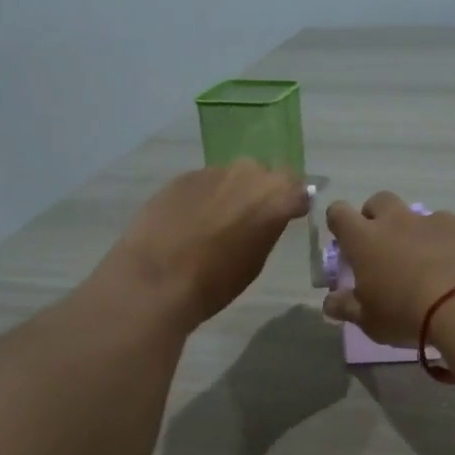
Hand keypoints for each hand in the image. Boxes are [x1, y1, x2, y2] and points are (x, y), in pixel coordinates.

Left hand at [95, 160, 310, 328]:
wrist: (157, 278)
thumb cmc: (216, 281)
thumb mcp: (255, 261)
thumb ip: (266, 230)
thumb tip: (263, 220)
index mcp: (274, 197)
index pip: (297, 188)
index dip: (292, 202)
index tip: (287, 216)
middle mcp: (247, 174)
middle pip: (263, 175)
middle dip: (260, 193)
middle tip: (249, 220)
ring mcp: (212, 172)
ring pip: (230, 178)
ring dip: (229, 194)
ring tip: (214, 223)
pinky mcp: (181, 177)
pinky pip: (203, 184)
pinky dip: (202, 198)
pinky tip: (188, 223)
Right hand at [322, 192, 454, 346]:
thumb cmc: (407, 314)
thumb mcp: (370, 321)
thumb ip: (347, 307)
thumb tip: (330, 302)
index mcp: (364, 240)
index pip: (339, 213)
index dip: (339, 224)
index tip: (345, 242)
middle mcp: (396, 221)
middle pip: (378, 201)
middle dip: (376, 217)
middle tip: (382, 247)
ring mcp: (432, 220)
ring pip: (415, 215)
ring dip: (413, 232)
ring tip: (425, 263)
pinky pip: (447, 227)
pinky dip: (445, 241)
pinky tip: (454, 266)